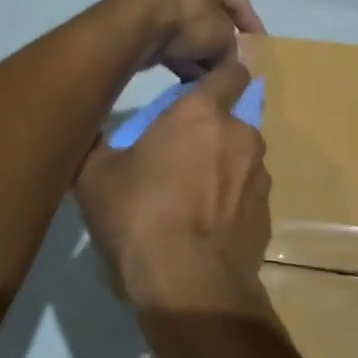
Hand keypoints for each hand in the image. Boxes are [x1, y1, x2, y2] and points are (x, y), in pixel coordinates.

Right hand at [77, 59, 272, 314]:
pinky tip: (205, 228)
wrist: (190, 285)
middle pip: (231, 120)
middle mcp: (239, 135)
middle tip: (179, 156)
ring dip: (222, 167)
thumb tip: (90, 132)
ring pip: (240, 158)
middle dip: (210, 131)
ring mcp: (259, 175)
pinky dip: (230, 202)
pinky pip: (246, 195)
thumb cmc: (140, 216)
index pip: (230, 71)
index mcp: (201, 113)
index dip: (219, 75)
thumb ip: (98, 144)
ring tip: (191, 198)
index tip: (201, 87)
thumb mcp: (95, 177)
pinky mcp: (267, 213)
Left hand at [126, 0, 264, 79]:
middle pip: (208, 9)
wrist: (134, 26)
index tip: (259, 45)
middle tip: (232, 59)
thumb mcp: (223, 35)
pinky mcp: (134, 11)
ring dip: (198, 48)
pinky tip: (189, 75)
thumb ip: (233, 45)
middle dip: (220, 37)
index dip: (250, 23)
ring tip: (211, 74)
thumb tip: (232, 59)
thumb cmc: (188, 18)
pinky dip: (178, 50)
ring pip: (185, 23)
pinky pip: (165, 32)